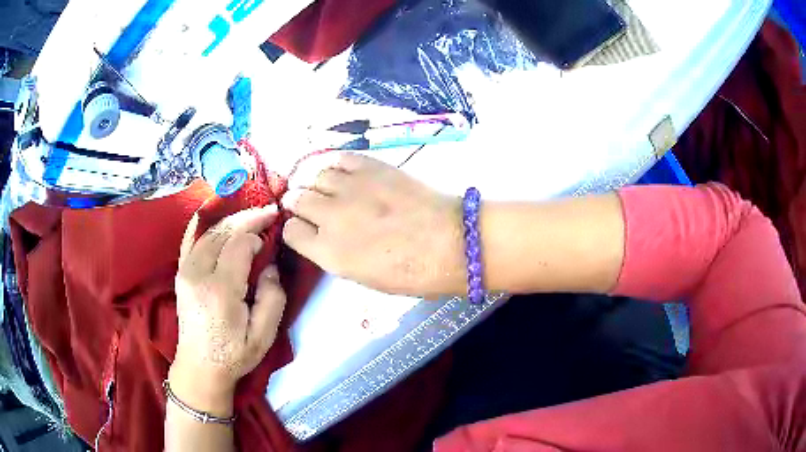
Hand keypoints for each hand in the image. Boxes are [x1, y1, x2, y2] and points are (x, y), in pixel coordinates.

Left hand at [170, 207, 286, 414]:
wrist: (199, 367)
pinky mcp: (180, 272)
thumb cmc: (234, 354)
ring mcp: (185, 271)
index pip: (239, 245)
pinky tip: (215, 215)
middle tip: (268, 212)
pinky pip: (190, 239)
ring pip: (208, 232)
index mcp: (220, 291)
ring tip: (251, 216)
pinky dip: (204, 224)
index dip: (257, 236)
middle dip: (247, 218)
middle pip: (222, 232)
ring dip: (231, 220)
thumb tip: (269, 267)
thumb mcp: (263, 336)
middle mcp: (198, 274)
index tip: (271, 239)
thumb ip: (272, 298)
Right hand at [281, 153, 464, 296]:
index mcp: (329, 253)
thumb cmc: (413, 272)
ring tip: (321, 185)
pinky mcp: (371, 167)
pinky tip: (337, 170)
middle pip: (297, 199)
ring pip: (313, 175)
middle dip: (297, 201)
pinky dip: (333, 163)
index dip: (296, 229)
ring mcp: (350, 188)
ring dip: (313, 181)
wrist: (451, 242)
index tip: (304, 228)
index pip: (291, 232)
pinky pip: (338, 158)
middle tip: (306, 202)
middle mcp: (331, 217)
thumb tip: (323, 236)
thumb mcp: (364, 277)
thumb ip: (335, 254)